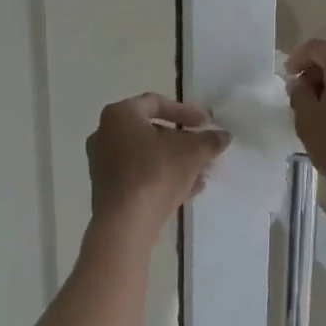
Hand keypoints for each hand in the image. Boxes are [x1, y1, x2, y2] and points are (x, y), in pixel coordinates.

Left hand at [86, 94, 228, 223]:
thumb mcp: (192, 152)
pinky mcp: (106, 189)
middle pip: (149, 131)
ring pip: (145, 155)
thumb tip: (223, 136)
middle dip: (180, 141)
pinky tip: (187, 190)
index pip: (155, 102)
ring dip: (173, 161)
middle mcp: (104, 134)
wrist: (125, 222)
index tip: (204, 123)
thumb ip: (209, 140)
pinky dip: (160, 177)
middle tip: (202, 149)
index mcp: (119, 115)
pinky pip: (138, 175)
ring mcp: (102, 163)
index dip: (183, 111)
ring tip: (200, 172)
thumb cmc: (156, 172)